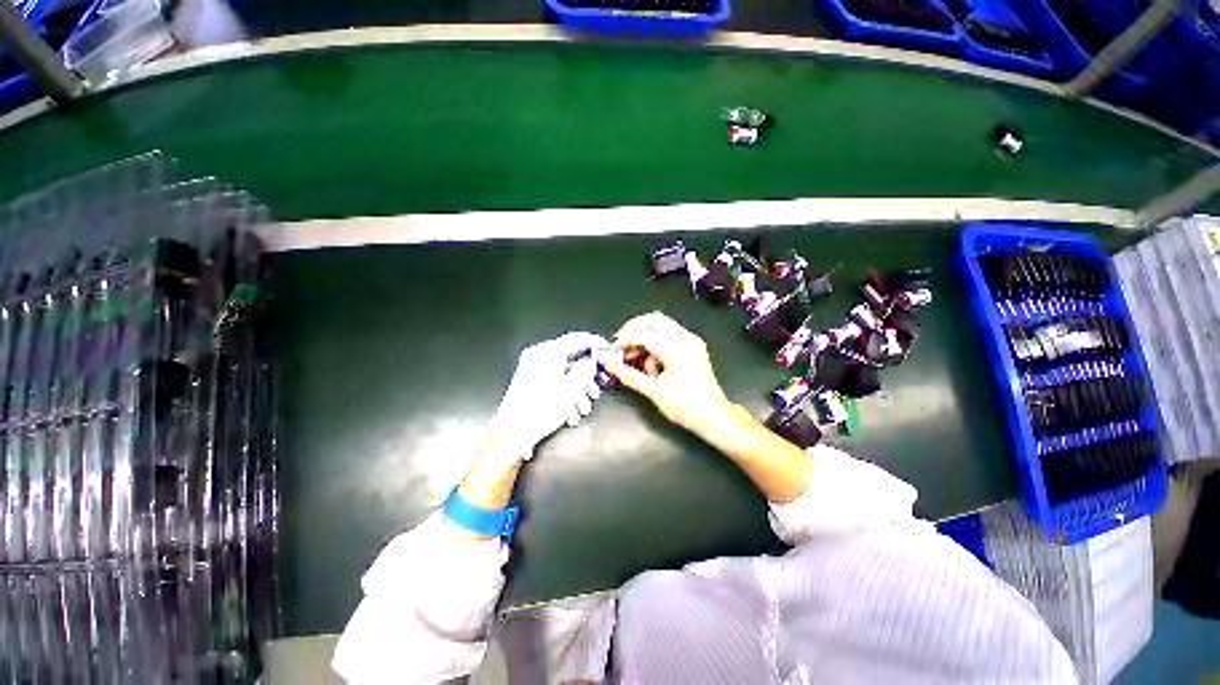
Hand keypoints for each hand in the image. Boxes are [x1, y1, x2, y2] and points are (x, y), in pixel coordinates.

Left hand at [487, 331, 610, 460]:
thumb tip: (590, 360)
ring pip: (564, 370)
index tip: (608, 349)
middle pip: (571, 356)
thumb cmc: (544, 408)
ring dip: (578, 387)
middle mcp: (539, 354)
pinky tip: (572, 410)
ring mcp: (532, 366)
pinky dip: (565, 390)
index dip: (595, 342)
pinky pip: (554, 378)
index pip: (577, 338)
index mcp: (549, 351)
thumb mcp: (571, 388)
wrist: (513, 432)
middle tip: (600, 385)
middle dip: (588, 374)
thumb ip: (584, 369)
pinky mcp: (529, 379)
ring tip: (586, 407)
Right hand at [600, 312, 732, 435]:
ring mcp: (692, 341)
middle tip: (621, 344)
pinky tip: (652, 361)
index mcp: (675, 349)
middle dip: (634, 329)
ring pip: (663, 325)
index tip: (612, 350)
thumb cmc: (684, 406)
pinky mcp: (694, 346)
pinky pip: (671, 334)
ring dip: (646, 336)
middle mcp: (685, 338)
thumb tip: (608, 364)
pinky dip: (658, 342)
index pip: (644, 335)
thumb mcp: (653, 391)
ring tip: (637, 358)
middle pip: (654, 320)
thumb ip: (628, 375)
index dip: (624, 340)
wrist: (714, 416)